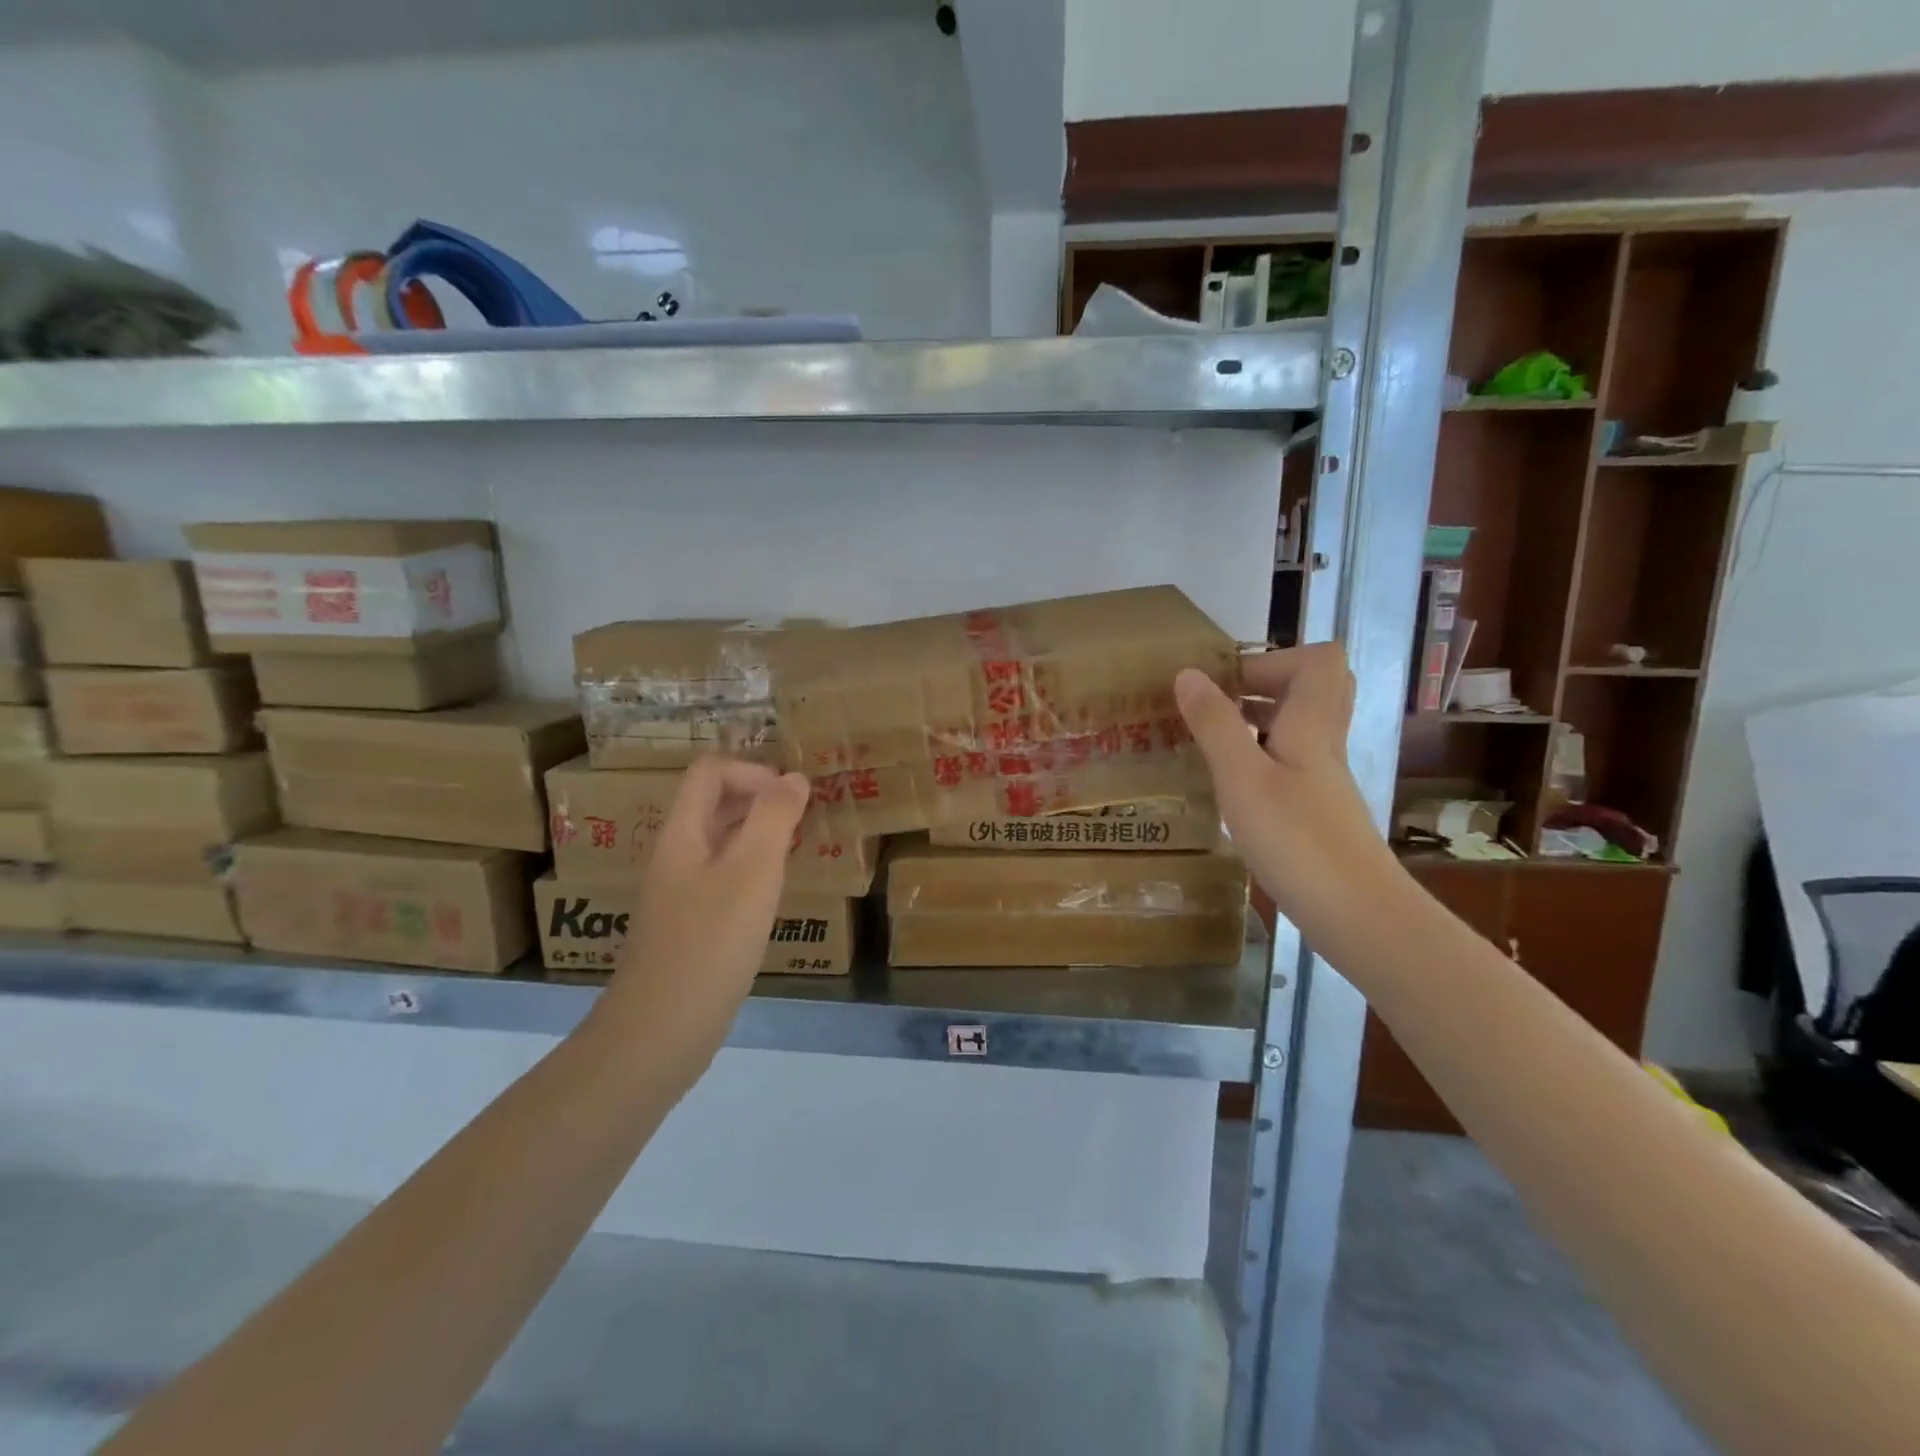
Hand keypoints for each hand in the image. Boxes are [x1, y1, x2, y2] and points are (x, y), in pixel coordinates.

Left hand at [595, 757, 811, 1073]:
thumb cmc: (709, 943)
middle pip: (713, 803)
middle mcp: (676, 856)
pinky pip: (723, 878)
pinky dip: (752, 872)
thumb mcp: (752, 872)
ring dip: (759, 835)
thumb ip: (774, 818)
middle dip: (760, 799)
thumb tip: (794, 778)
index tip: (793, 798)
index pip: (710, 772)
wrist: (658, 1033)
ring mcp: (679, 894)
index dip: (753, 771)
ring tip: (798, 850)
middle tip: (804, 818)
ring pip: (721, 842)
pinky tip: (774, 896)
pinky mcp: (689, 926)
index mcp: (683, 834)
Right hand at [1175, 646, 1398, 942]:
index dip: (1272, 658)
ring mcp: (1323, 782)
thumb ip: (1215, 724)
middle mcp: (1324, 745)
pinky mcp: (1318, 812)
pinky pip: (1289, 765)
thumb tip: (1188, 673)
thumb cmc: (1297, 840)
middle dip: (1262, 687)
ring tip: (1208, 741)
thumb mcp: (1242, 778)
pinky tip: (1228, 788)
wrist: (1357, 915)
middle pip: (1312, 691)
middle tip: (1217, 705)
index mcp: (1312, 726)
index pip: (1318, 660)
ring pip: (1297, 730)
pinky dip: (1258, 761)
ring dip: (1256, 723)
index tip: (1224, 681)